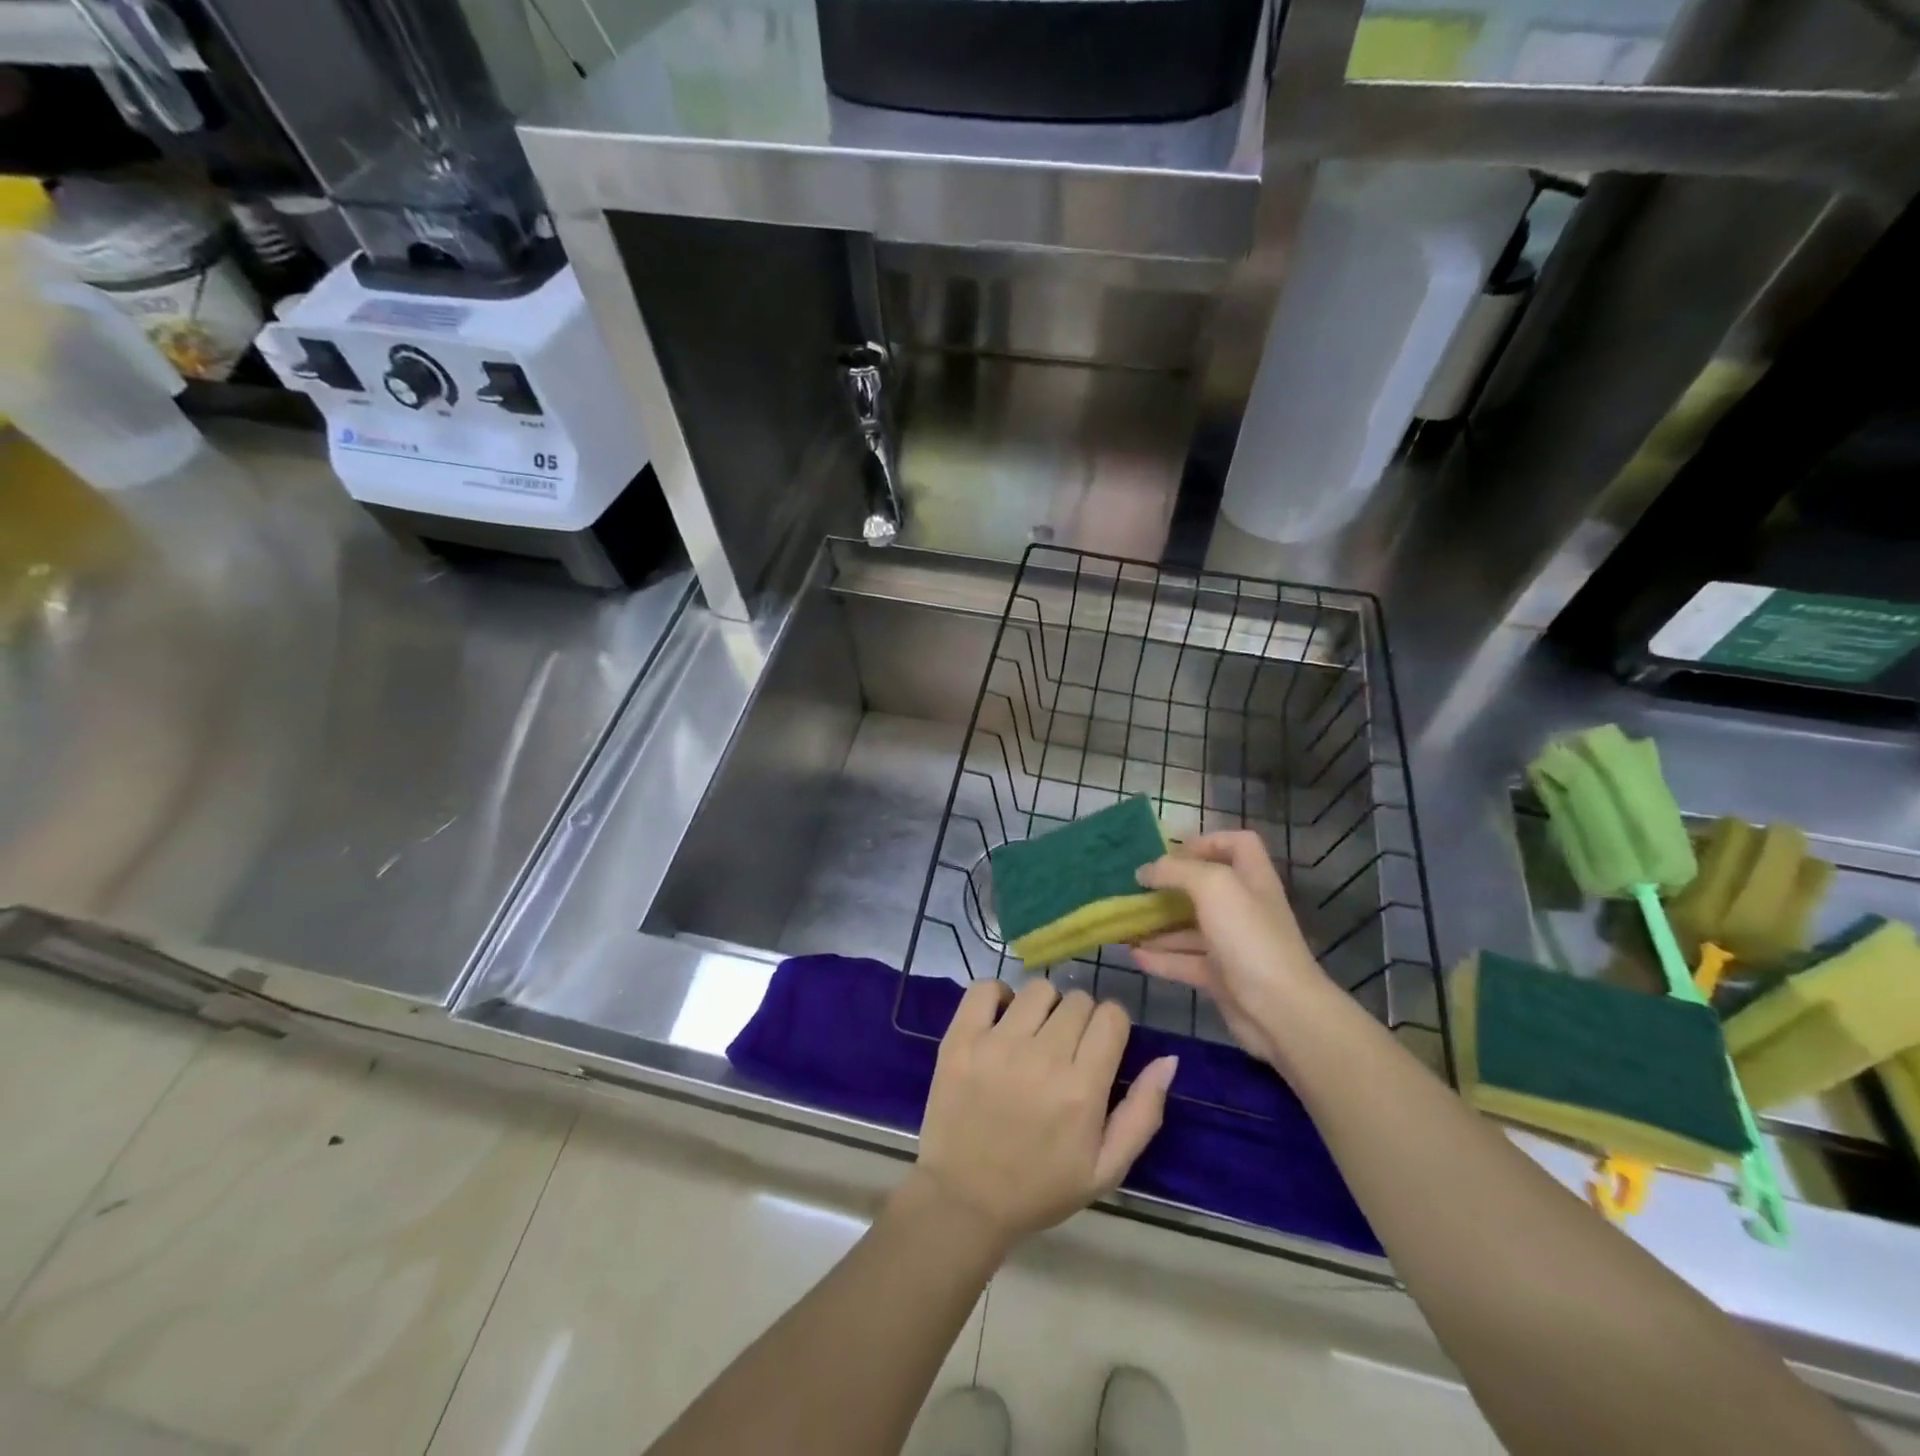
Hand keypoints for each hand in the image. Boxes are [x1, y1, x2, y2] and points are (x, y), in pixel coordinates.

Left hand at [906, 979, 1177, 1256]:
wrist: (964, 1200)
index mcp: (1081, 1090)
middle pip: (1078, 1000)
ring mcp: (996, 1045)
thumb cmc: (1040, 1188)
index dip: (1111, 1027)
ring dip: (1043, 1007)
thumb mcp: (1106, 1169)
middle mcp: (1042, 1058)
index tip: (1100, 1046)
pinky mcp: (960, 1039)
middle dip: (1080, 1019)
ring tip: (1033, 1035)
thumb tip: (1169, 1059)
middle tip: (1066, 1049)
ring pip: (1038, 989)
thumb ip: (1143, 1113)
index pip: (1111, 1016)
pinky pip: (985, 987)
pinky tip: (1000, 1021)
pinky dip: (997, 996)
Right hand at [1131, 831, 1331, 1067]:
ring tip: (1126, 923)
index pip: (1237, 844)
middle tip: (1136, 888)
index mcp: (1251, 878)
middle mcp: (1244, 907)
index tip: (1172, 853)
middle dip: (1170, 886)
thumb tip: (1144, 871)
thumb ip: (1176, 871)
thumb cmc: (1248, 937)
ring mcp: (1233, 944)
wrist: (1280, 1010)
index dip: (1207, 841)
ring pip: (1190, 927)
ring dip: (1159, 925)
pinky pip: (1185, 961)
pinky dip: (1160, 958)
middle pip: (1206, 887)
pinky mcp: (1222, 977)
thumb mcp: (1213, 886)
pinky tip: (1133, 955)